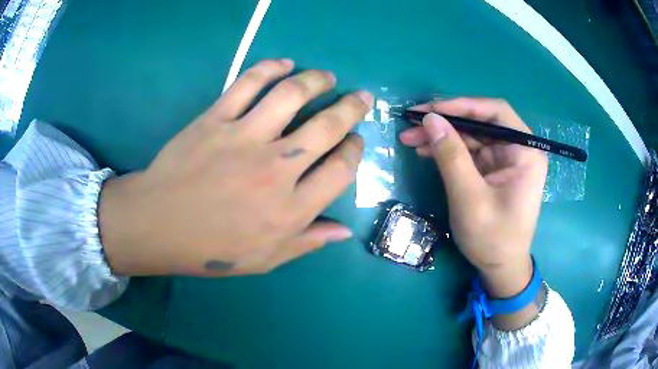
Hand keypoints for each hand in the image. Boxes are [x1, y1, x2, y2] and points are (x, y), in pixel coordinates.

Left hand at [98, 59, 372, 276]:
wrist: (157, 225)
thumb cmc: (210, 249)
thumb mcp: (264, 259)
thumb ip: (307, 242)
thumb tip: (344, 231)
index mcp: (290, 208)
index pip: (341, 170)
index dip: (355, 151)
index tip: (355, 141)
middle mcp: (275, 169)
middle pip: (327, 127)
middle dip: (351, 108)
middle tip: (361, 97)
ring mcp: (243, 138)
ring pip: (292, 96)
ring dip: (317, 81)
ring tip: (327, 76)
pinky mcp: (215, 119)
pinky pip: (248, 84)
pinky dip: (269, 68)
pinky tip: (284, 64)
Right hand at [399, 98, 546, 300]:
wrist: (500, 268)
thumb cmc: (493, 238)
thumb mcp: (470, 198)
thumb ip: (451, 156)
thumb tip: (429, 118)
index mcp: (525, 152)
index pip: (496, 112)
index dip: (463, 105)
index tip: (431, 110)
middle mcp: (517, 149)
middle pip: (480, 122)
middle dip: (446, 121)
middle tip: (411, 122)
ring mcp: (504, 160)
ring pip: (471, 135)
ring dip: (442, 135)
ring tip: (410, 137)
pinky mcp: (493, 170)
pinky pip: (469, 152)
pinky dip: (447, 150)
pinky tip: (425, 150)